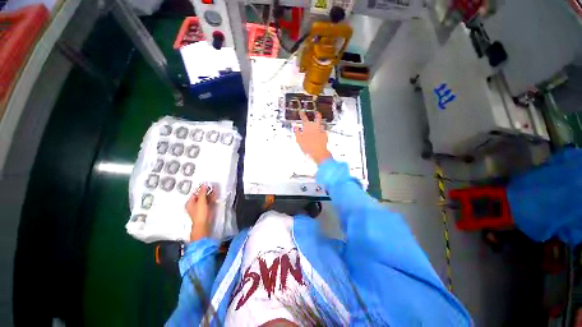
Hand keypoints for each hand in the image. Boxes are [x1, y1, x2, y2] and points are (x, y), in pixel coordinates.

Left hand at [185, 184, 215, 241]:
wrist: (204, 224)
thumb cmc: (200, 213)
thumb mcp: (201, 201)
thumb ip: (202, 192)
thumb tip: (204, 184)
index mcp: (190, 202)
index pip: (195, 193)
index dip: (201, 189)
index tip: (207, 185)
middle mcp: (194, 204)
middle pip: (200, 195)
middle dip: (207, 191)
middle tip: (212, 187)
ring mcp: (200, 207)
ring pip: (205, 198)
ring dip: (210, 194)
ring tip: (215, 190)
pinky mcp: (206, 209)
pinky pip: (209, 202)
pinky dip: (212, 198)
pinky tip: (215, 195)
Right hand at [294, 111, 331, 164]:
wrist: (318, 152)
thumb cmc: (307, 147)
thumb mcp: (299, 140)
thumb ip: (297, 133)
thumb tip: (296, 127)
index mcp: (307, 128)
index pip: (304, 119)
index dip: (302, 114)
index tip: (301, 111)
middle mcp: (315, 128)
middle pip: (317, 119)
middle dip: (317, 116)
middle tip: (317, 113)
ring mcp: (321, 131)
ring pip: (321, 125)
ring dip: (320, 125)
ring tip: (320, 126)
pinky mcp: (325, 136)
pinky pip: (323, 132)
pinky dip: (322, 133)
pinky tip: (321, 135)